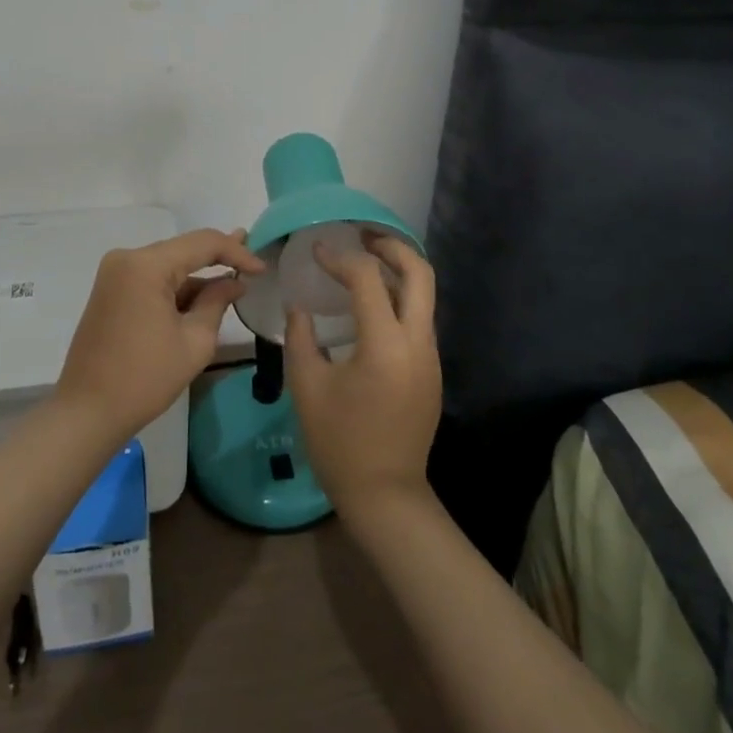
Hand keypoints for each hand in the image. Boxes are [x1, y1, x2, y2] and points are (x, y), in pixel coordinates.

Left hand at [54, 228, 265, 444]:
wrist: (87, 413)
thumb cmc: (145, 378)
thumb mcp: (194, 341)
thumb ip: (217, 302)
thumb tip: (234, 283)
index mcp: (146, 265)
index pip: (202, 243)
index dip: (236, 252)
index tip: (262, 268)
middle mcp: (127, 258)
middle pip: (183, 249)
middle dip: (218, 257)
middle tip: (252, 260)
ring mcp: (115, 274)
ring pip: (168, 264)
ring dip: (198, 274)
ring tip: (233, 277)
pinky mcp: (111, 290)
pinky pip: (152, 279)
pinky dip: (177, 287)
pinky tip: (202, 295)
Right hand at [286, 233, 440, 520]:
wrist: (386, 496)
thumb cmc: (339, 443)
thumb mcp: (307, 386)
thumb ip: (301, 337)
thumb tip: (301, 306)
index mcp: (385, 345)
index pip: (368, 279)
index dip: (340, 259)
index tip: (317, 252)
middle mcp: (417, 343)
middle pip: (420, 273)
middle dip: (392, 246)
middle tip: (361, 236)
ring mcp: (430, 357)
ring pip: (424, 295)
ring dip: (399, 270)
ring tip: (365, 260)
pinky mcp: (431, 370)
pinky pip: (419, 318)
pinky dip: (400, 297)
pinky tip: (372, 302)